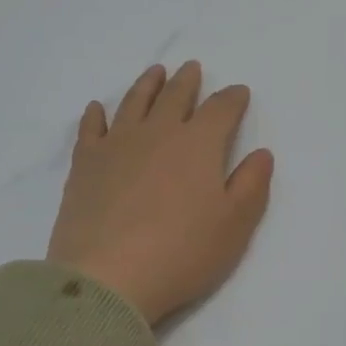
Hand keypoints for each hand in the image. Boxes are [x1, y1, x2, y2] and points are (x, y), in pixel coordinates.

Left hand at [47, 62, 274, 324]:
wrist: (107, 277)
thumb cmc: (181, 253)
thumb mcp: (234, 225)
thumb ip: (251, 185)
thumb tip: (261, 153)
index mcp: (198, 144)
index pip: (220, 109)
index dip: (232, 98)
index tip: (238, 92)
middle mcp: (158, 133)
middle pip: (175, 96)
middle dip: (187, 81)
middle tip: (192, 68)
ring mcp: (117, 144)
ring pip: (134, 102)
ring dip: (147, 84)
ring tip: (155, 72)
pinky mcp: (84, 163)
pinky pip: (91, 128)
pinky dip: (95, 115)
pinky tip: (97, 109)